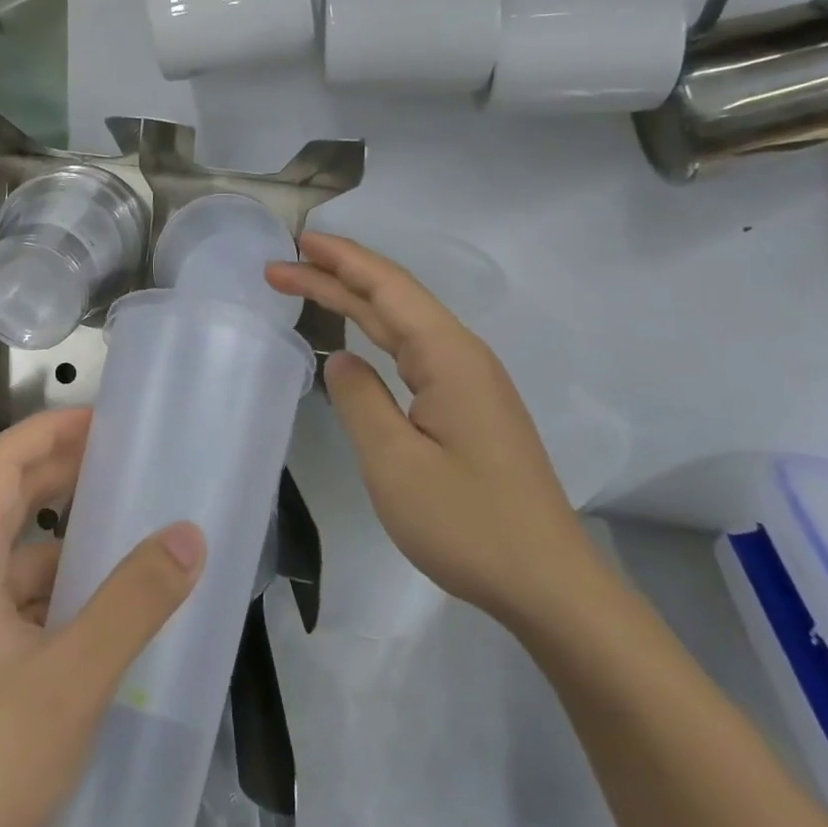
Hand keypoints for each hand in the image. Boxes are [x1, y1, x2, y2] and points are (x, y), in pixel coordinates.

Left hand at [0, 407, 205, 826]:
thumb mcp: (70, 682)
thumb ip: (132, 604)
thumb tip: (188, 535)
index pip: (2, 462)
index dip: (51, 430)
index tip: (107, 419)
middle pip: (6, 499)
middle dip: (64, 473)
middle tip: (128, 462)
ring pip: (14, 554)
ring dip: (66, 536)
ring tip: (128, 530)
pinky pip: (16, 599)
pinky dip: (58, 586)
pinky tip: (101, 608)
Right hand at [268, 231, 603, 631]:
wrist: (548, 584)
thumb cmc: (467, 523)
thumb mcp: (395, 463)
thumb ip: (360, 400)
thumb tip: (341, 360)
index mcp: (448, 356)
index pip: (387, 289)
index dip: (340, 261)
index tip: (295, 242)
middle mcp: (462, 356)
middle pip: (392, 298)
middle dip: (335, 277)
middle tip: (279, 267)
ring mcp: (469, 381)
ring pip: (403, 323)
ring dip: (353, 301)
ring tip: (307, 285)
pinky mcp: (468, 407)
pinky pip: (413, 350)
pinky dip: (375, 332)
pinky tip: (358, 336)